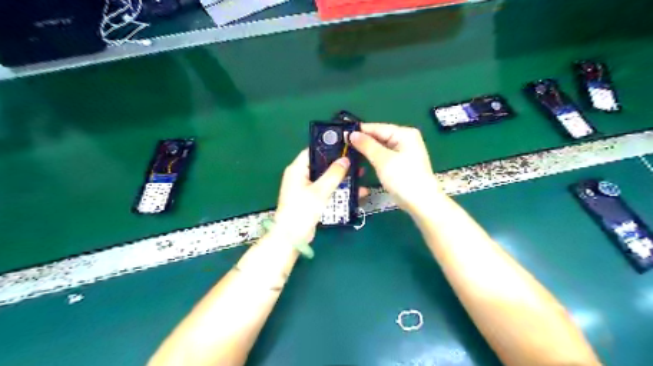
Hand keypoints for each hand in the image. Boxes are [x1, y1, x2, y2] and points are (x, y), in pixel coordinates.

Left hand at [273, 148, 351, 244]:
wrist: (292, 237)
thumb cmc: (303, 210)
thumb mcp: (320, 190)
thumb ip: (334, 174)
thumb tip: (345, 159)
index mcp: (297, 169)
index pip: (314, 151)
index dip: (329, 147)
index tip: (347, 146)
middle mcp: (300, 175)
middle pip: (322, 165)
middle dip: (340, 165)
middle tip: (358, 162)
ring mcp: (306, 188)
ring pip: (326, 178)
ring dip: (342, 178)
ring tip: (361, 175)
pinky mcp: (311, 199)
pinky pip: (327, 190)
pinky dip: (338, 190)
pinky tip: (355, 192)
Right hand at [349, 124, 441, 212]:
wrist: (421, 203)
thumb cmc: (404, 178)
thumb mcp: (383, 160)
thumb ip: (367, 145)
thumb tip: (352, 134)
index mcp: (404, 134)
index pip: (378, 127)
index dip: (360, 131)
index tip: (343, 134)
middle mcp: (405, 140)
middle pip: (380, 137)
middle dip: (363, 141)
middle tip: (343, 145)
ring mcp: (404, 153)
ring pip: (381, 148)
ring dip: (367, 151)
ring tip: (349, 152)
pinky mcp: (401, 164)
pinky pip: (384, 157)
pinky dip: (374, 159)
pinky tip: (362, 161)